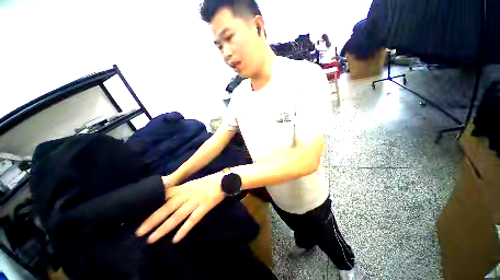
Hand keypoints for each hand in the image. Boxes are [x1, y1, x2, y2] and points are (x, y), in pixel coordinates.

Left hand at [136, 172, 224, 243]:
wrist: (224, 180)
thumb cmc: (209, 181)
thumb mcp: (193, 183)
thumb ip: (181, 190)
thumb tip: (168, 197)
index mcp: (184, 187)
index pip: (164, 196)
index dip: (152, 206)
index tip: (139, 215)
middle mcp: (188, 194)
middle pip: (167, 208)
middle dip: (152, 220)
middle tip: (138, 233)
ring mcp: (196, 201)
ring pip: (178, 216)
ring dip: (164, 228)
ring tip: (151, 239)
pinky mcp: (205, 206)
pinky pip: (193, 219)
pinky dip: (184, 229)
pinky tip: (176, 239)